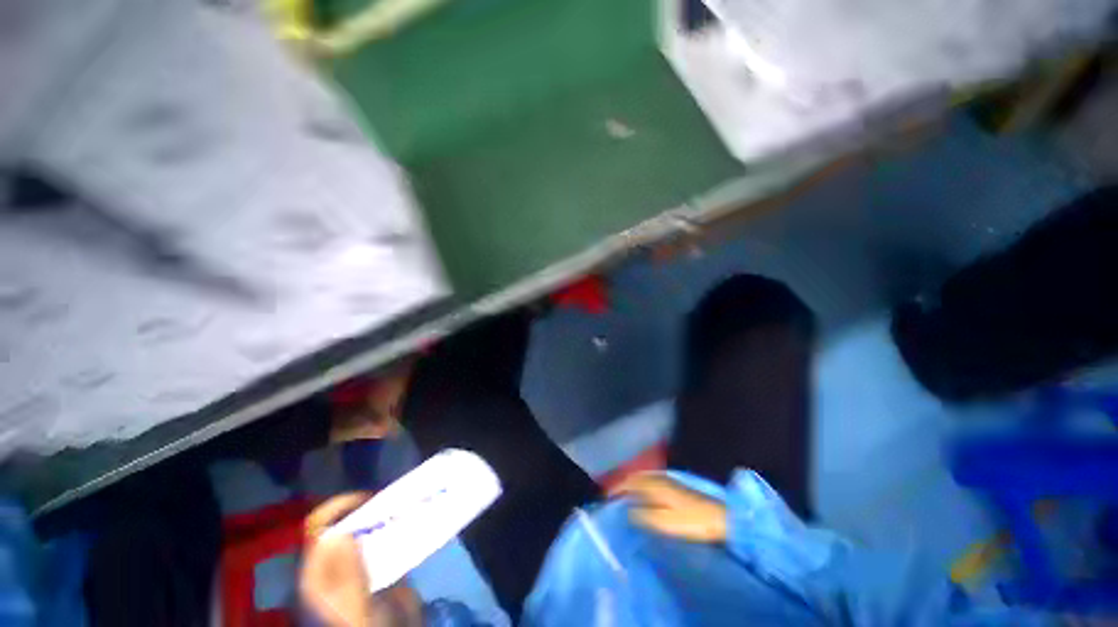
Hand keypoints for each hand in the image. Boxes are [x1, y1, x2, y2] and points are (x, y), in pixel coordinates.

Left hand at [301, 493, 422, 626]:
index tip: (369, 499)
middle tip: (395, 500)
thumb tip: (339, 534)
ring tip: (409, 506)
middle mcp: (336, 565)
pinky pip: (387, 540)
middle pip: (345, 524)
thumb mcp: (355, 608)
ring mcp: (360, 566)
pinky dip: (399, 528)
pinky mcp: (382, 568)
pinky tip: (415, 523)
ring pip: (367, 530)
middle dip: (368, 507)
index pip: (318, 528)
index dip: (338, 507)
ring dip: (386, 516)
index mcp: (319, 573)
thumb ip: (347, 577)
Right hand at [609, 473, 727, 542]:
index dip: (616, 488)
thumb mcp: (666, 522)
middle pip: (636, 477)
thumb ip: (645, 515)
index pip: (630, 482)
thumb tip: (626, 510)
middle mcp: (660, 478)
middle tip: (612, 496)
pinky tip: (643, 495)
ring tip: (623, 496)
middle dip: (623, 484)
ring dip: (632, 484)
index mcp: (655, 484)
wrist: (722, 519)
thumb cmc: (693, 522)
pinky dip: (642, 485)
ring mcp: (669, 481)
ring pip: (644, 478)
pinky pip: (652, 481)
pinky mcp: (676, 487)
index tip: (605, 497)